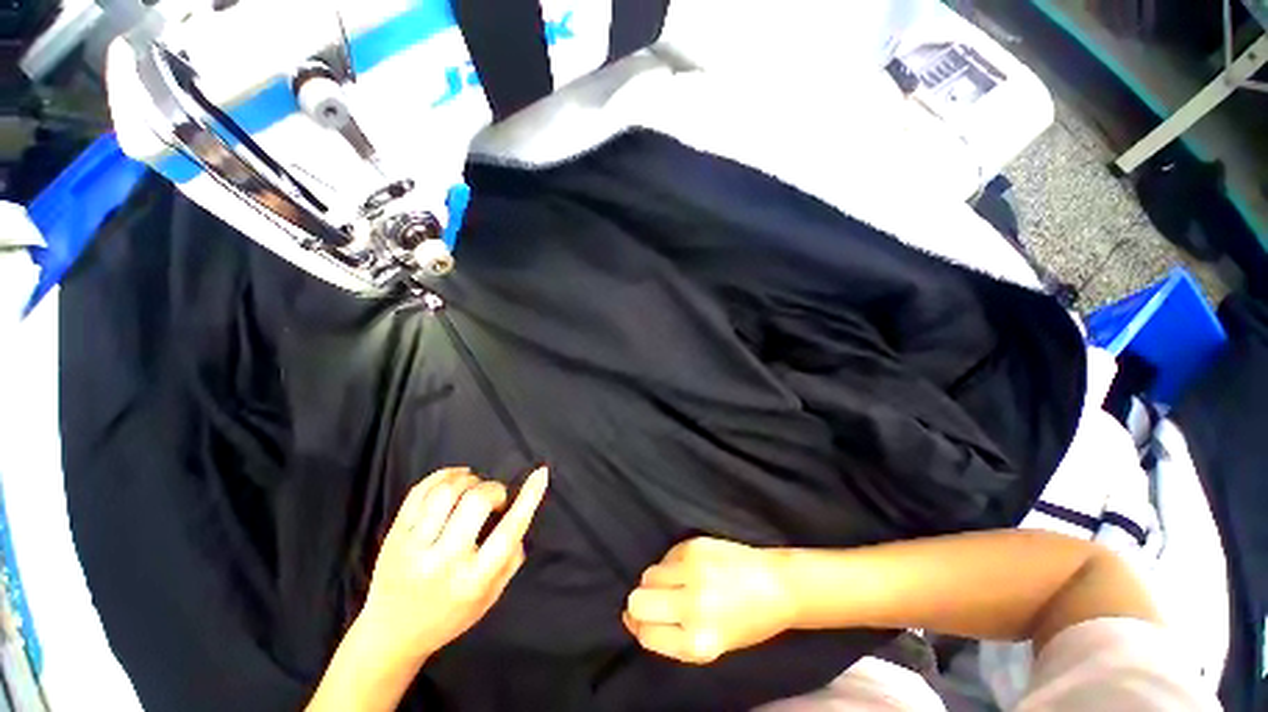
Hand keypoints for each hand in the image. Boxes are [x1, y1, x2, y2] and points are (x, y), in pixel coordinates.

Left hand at [358, 466, 548, 663]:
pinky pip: (420, 490)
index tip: (541, 473)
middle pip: (476, 501)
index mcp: (473, 580)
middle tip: (495, 499)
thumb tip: (521, 515)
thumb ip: (510, 559)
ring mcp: (413, 546)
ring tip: (474, 489)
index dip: (529, 497)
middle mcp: (443, 561)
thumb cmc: (449, 616)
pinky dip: (445, 475)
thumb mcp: (490, 597)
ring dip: (470, 480)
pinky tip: (457, 477)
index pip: (509, 531)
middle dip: (494, 489)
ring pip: (447, 491)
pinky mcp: (394, 534)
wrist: (391, 634)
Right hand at [623, 537, 796, 664]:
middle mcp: (692, 607)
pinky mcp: (695, 546)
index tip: (643, 620)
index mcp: (698, 643)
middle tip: (657, 601)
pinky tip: (691, 568)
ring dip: (656, 581)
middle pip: (638, 602)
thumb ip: (671, 637)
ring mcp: (693, 572)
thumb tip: (632, 618)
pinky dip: (671, 564)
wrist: (777, 585)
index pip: (646, 635)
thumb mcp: (710, 646)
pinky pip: (666, 556)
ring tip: (678, 583)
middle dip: (641, 603)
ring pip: (648, 575)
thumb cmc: (747, 623)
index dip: (640, 627)